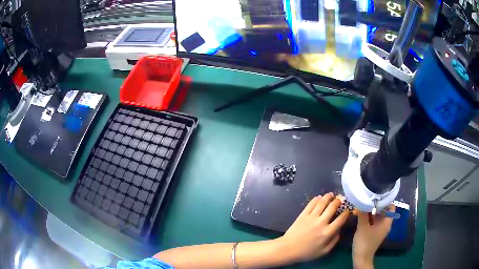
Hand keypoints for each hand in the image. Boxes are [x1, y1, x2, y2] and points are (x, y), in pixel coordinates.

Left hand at [277, 193, 349, 262]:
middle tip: (340, 199)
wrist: (288, 249)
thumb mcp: (324, 251)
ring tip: (331, 194)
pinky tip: (320, 198)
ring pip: (322, 202)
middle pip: (333, 207)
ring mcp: (311, 217)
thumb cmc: (307, 252)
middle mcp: (321, 222)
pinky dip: (317, 199)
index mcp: (328, 232)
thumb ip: (334, 240)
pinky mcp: (303, 214)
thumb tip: (340, 230)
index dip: (347, 212)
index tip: (348, 210)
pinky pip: (311, 203)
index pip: (341, 219)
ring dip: (328, 196)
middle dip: (339, 201)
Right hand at [352, 205, 394, 268]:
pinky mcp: (375, 232)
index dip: (384, 200)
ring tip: (360, 206)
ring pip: (377, 216)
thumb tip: (361, 200)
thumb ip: (362, 213)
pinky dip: (368, 217)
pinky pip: (373, 221)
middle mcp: (385, 223)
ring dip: (369, 211)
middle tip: (365, 200)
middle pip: (383, 210)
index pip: (390, 205)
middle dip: (374, 205)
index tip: (375, 195)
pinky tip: (360, 215)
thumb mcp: (363, 226)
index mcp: (387, 221)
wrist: (361, 258)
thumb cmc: (365, 242)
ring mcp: (380, 228)